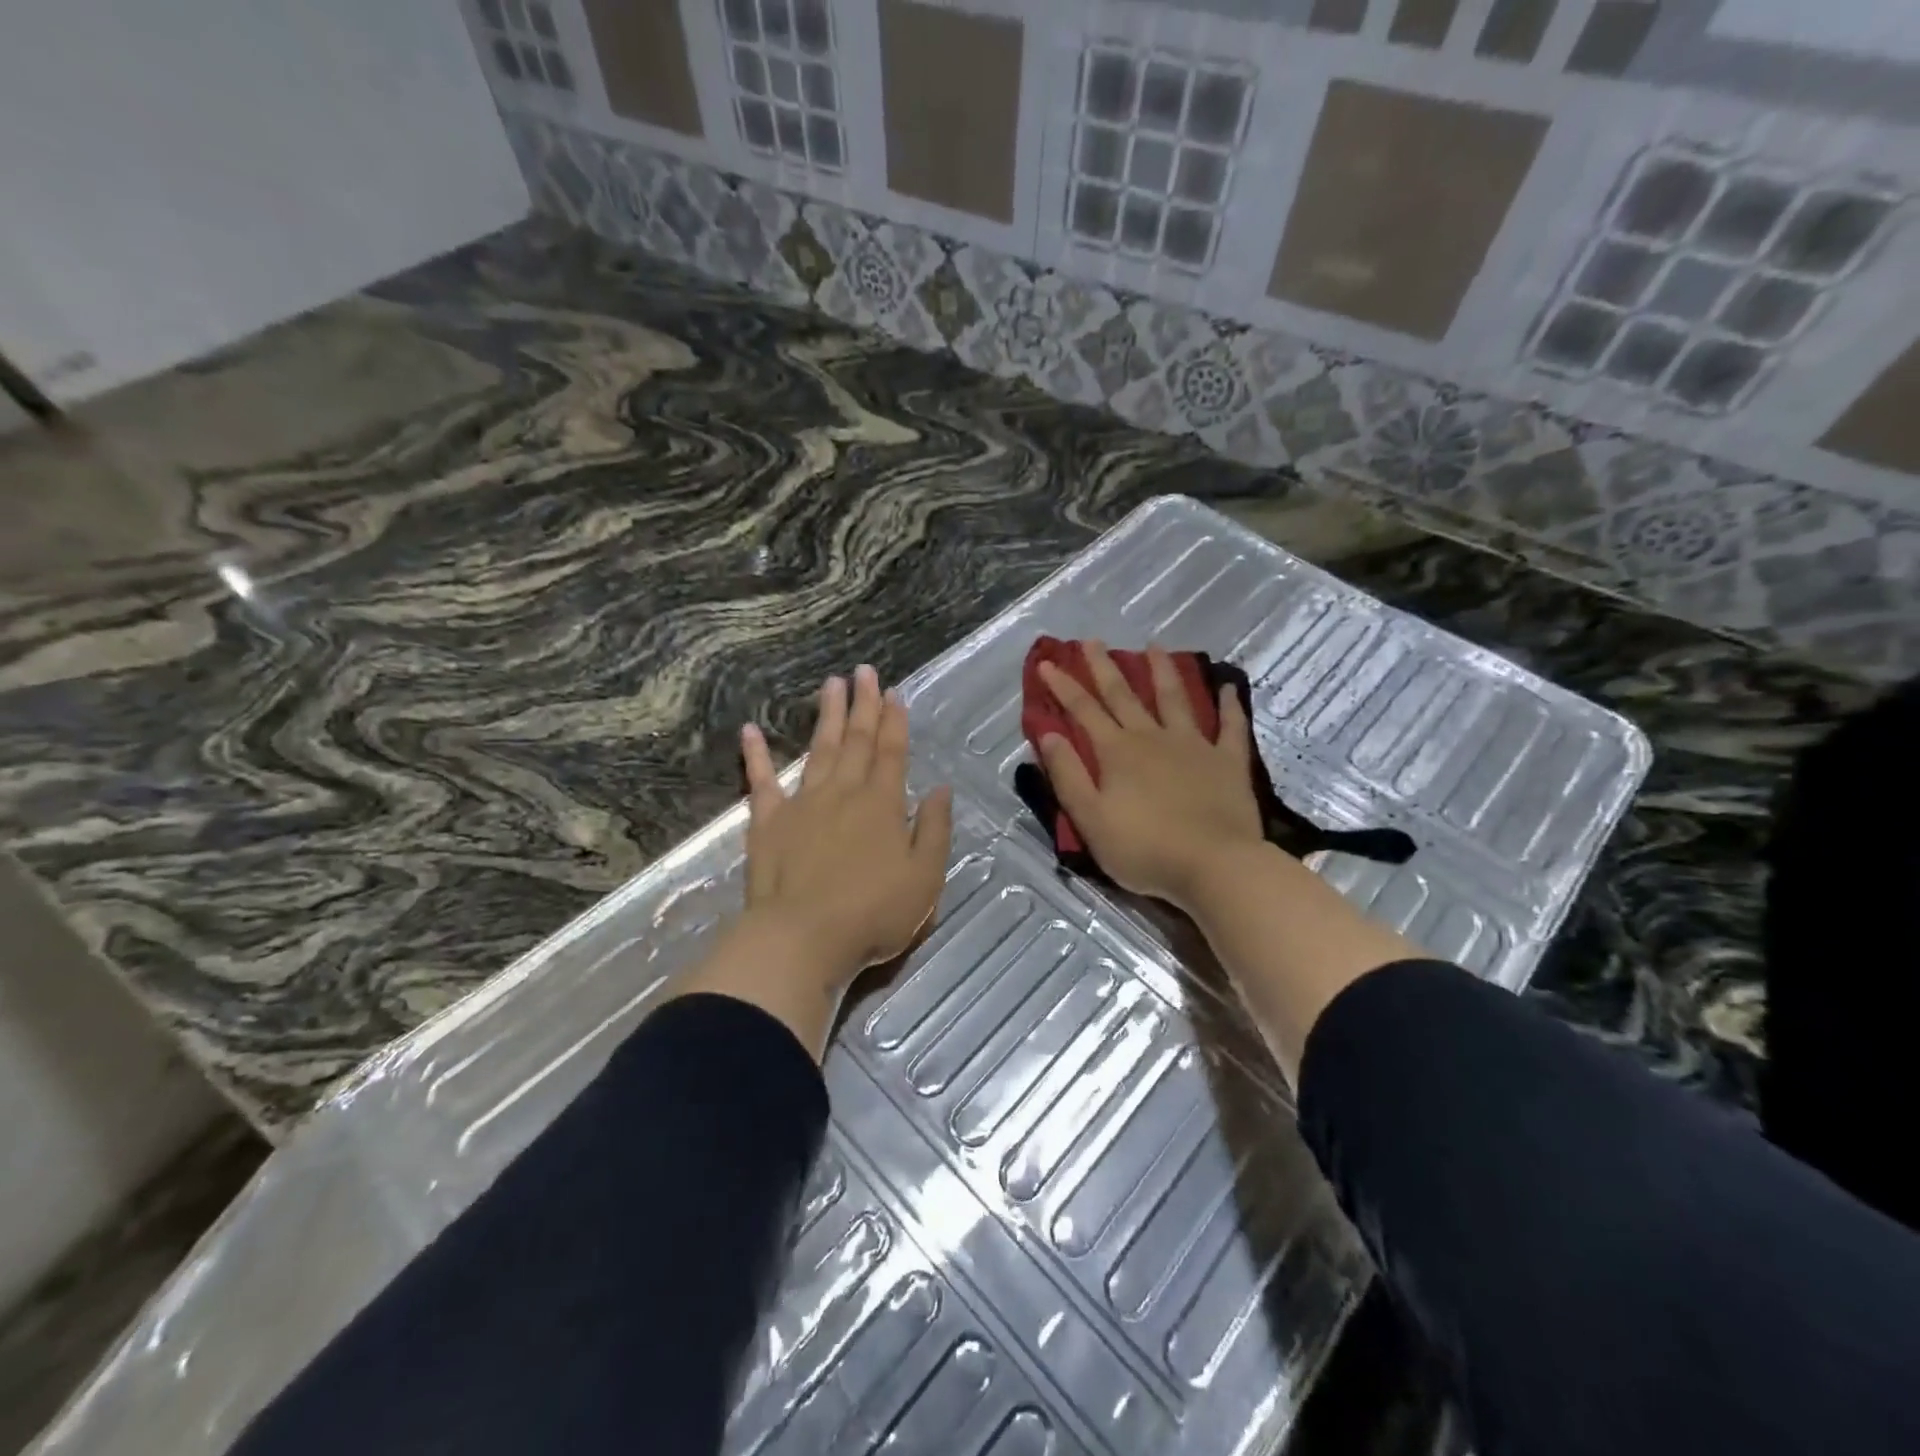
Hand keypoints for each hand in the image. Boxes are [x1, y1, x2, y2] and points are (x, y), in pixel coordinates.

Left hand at [737, 666, 953, 989]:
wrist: (803, 938)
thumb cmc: (873, 913)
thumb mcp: (925, 877)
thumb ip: (934, 829)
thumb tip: (941, 789)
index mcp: (883, 804)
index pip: (892, 752)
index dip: (894, 721)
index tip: (894, 692)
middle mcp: (844, 792)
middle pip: (856, 740)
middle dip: (863, 704)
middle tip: (863, 671)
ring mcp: (803, 803)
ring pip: (819, 749)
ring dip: (827, 716)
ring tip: (830, 684)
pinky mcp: (768, 822)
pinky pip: (761, 781)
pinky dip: (756, 755)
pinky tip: (749, 729)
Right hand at [1036, 642, 1264, 913]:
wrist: (1215, 865)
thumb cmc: (1144, 848)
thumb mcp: (1090, 819)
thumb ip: (1067, 775)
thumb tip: (1047, 734)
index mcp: (1117, 752)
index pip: (1083, 711)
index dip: (1063, 686)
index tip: (1048, 662)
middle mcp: (1153, 738)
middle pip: (1124, 695)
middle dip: (1104, 667)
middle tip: (1091, 641)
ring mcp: (1194, 745)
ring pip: (1174, 699)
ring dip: (1162, 671)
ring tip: (1154, 646)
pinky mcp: (1228, 762)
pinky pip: (1230, 726)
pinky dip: (1229, 705)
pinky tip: (1228, 687)